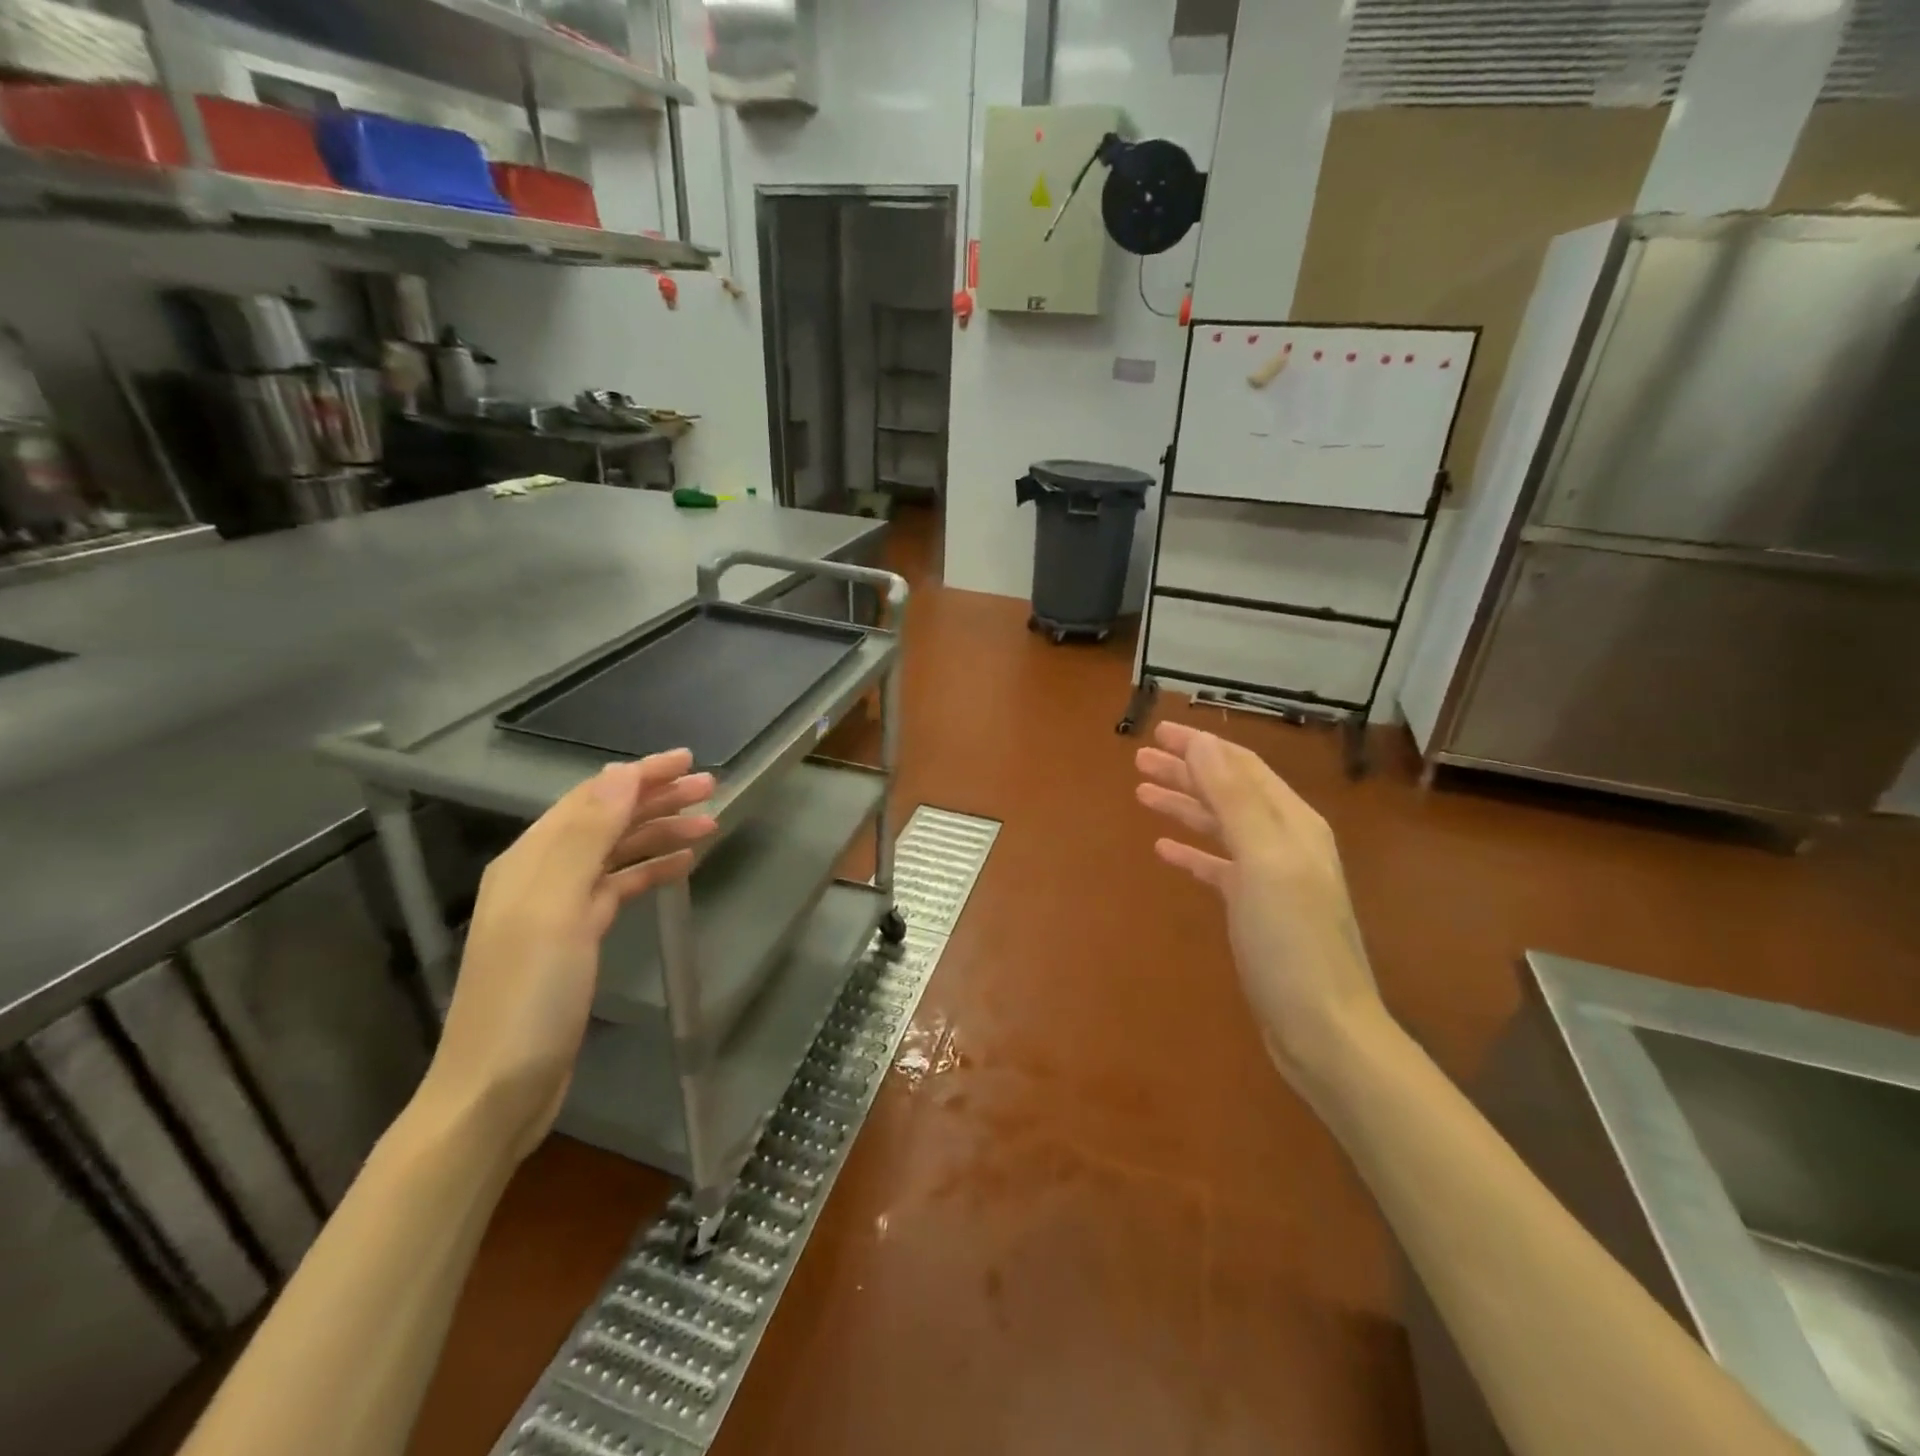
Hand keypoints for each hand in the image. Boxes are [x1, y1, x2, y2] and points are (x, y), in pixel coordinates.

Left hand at [419, 751, 717, 1161]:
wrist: (498, 1089)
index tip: (688, 760)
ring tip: (709, 825)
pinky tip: (681, 867)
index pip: (593, 798)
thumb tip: (622, 774)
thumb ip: (588, 837)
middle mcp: (543, 875)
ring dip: (659, 834)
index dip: (640, 775)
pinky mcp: (576, 940)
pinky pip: (619, 888)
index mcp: (532, 860)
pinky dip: (650, 871)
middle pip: (607, 821)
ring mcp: (559, 909)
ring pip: (617, 853)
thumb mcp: (558, 908)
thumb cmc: (529, 995)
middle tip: (711, 789)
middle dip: (657, 800)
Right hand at [1135, 722, 1386, 1094]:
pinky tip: (1164, 849)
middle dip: (1186, 771)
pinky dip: (1192, 851)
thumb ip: (1234, 798)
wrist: (1322, 1026)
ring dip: (1184, 805)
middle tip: (1139, 759)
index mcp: (1292, 822)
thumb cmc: (1291, 940)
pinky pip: (1218, 866)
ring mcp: (1271, 877)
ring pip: (1220, 826)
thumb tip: (1202, 742)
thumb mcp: (1264, 860)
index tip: (1157, 731)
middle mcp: (1284, 841)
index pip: (1241, 766)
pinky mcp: (1256, 909)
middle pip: (1229, 791)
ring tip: (1143, 793)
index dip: (1200, 746)